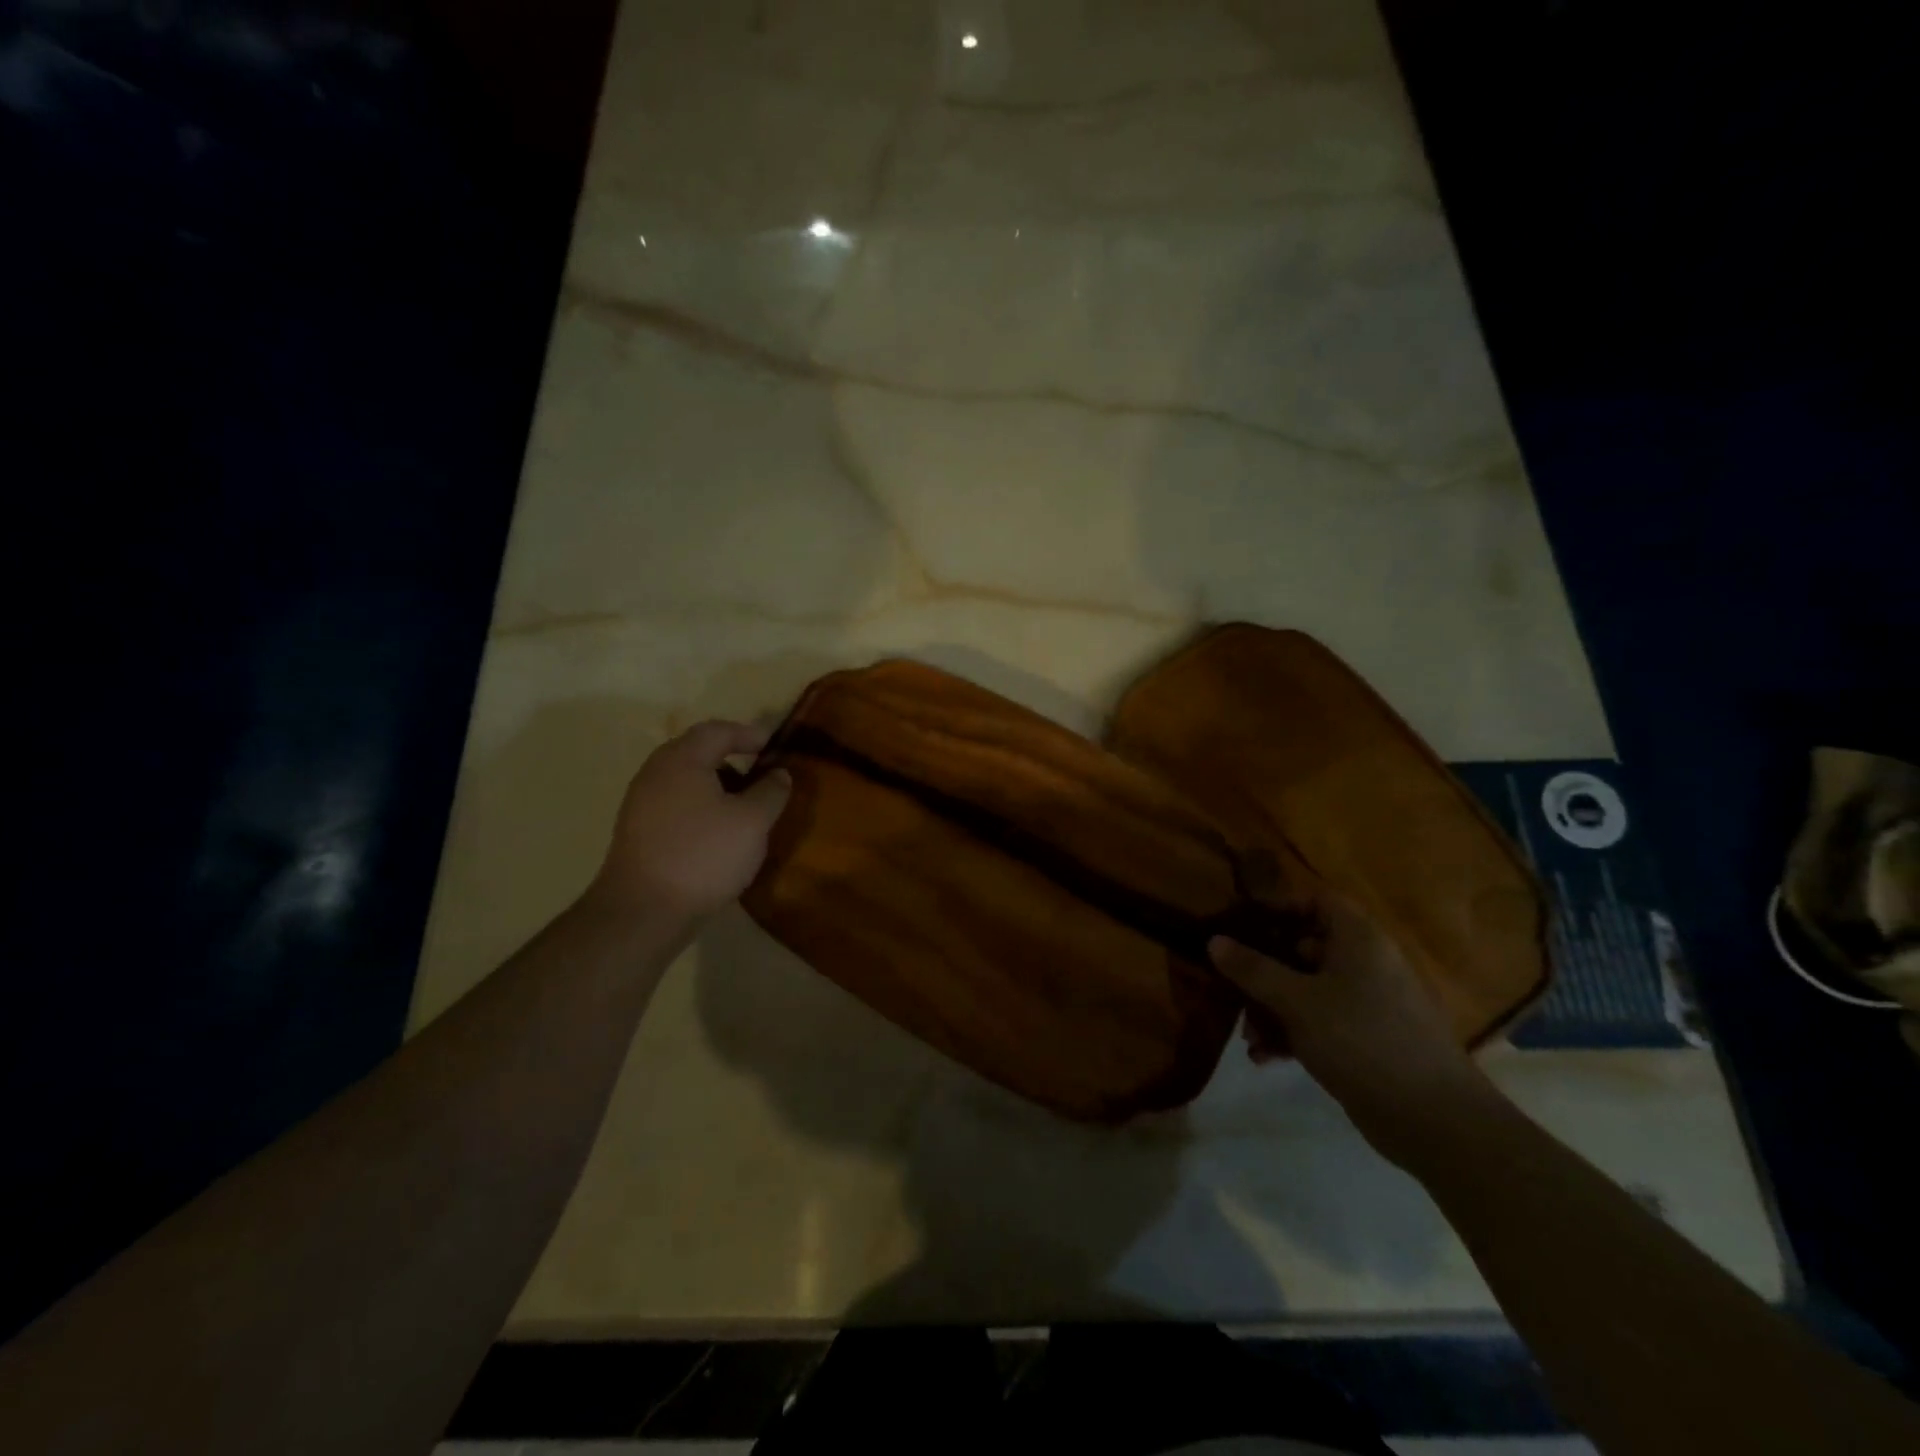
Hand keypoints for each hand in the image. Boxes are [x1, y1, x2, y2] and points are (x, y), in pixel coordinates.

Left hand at [586, 720, 792, 921]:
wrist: (643, 912)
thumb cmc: (703, 855)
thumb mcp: (753, 821)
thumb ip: (771, 791)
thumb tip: (778, 773)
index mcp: (682, 760)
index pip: (718, 731)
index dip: (749, 733)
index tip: (773, 745)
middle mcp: (656, 772)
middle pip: (697, 752)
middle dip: (732, 758)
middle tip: (760, 774)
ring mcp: (641, 803)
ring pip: (686, 780)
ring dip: (717, 785)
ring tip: (744, 807)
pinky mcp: (638, 832)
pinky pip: (676, 804)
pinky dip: (701, 807)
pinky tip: (718, 833)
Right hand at [1210, 896, 1499, 1164]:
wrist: (1434, 1121)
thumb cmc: (1362, 1040)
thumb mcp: (1297, 1001)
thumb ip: (1253, 969)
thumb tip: (1213, 941)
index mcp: (1359, 940)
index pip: (1316, 901)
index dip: (1279, 906)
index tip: (1241, 923)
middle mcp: (1366, 964)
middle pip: (1305, 947)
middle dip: (1264, 967)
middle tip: (1231, 983)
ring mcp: (1368, 1004)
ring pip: (1308, 988)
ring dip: (1272, 1007)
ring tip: (1248, 1035)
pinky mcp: (1367, 1040)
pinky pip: (1320, 1022)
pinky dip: (1292, 1033)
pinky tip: (1265, 1056)